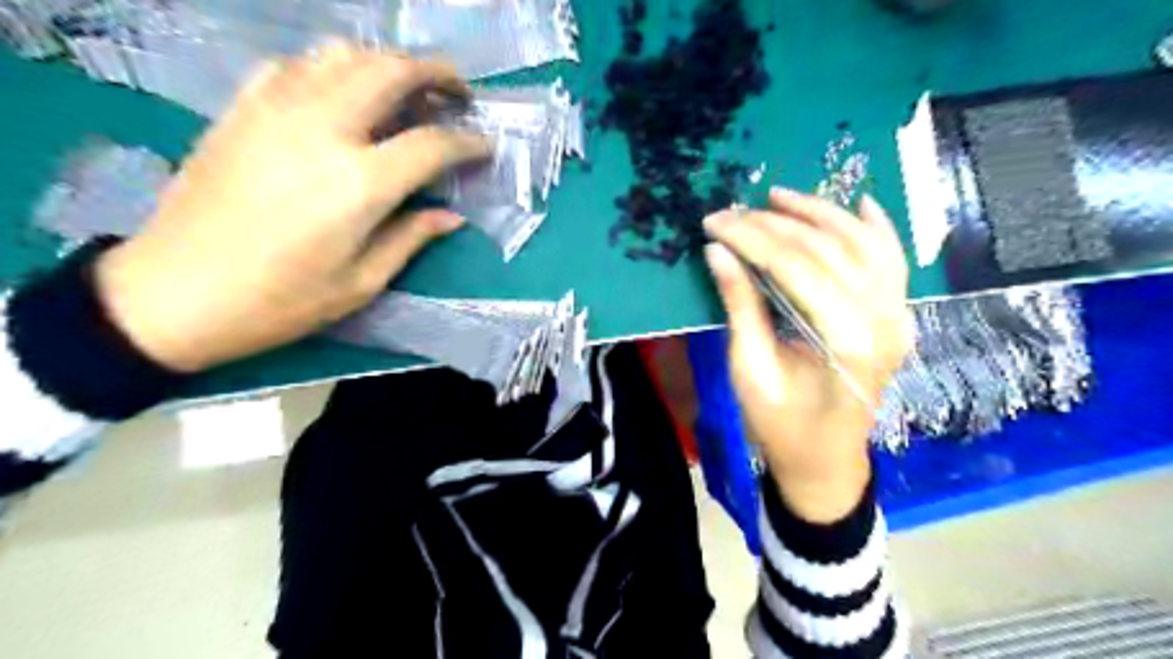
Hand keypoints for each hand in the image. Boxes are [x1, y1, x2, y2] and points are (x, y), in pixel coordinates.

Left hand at [93, 43, 491, 373]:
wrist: (174, 293)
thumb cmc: (280, 301)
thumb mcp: (361, 282)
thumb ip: (411, 238)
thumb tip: (451, 216)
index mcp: (359, 184)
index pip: (431, 143)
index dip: (467, 142)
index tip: (485, 146)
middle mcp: (322, 131)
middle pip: (390, 72)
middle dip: (435, 74)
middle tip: (457, 92)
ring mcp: (276, 111)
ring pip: (343, 56)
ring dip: (386, 63)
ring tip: (406, 88)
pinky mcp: (243, 109)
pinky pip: (295, 65)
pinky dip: (331, 68)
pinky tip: (342, 92)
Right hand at [700, 187, 909, 522]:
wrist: (827, 461)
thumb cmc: (782, 428)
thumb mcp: (750, 370)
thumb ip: (740, 307)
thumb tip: (718, 251)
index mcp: (847, 341)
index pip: (795, 267)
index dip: (751, 238)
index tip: (714, 221)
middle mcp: (883, 320)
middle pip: (827, 250)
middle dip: (775, 224)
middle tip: (732, 211)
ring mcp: (897, 316)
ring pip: (862, 244)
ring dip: (820, 214)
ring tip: (778, 196)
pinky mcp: (896, 316)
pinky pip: (892, 261)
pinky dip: (876, 228)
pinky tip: (858, 202)